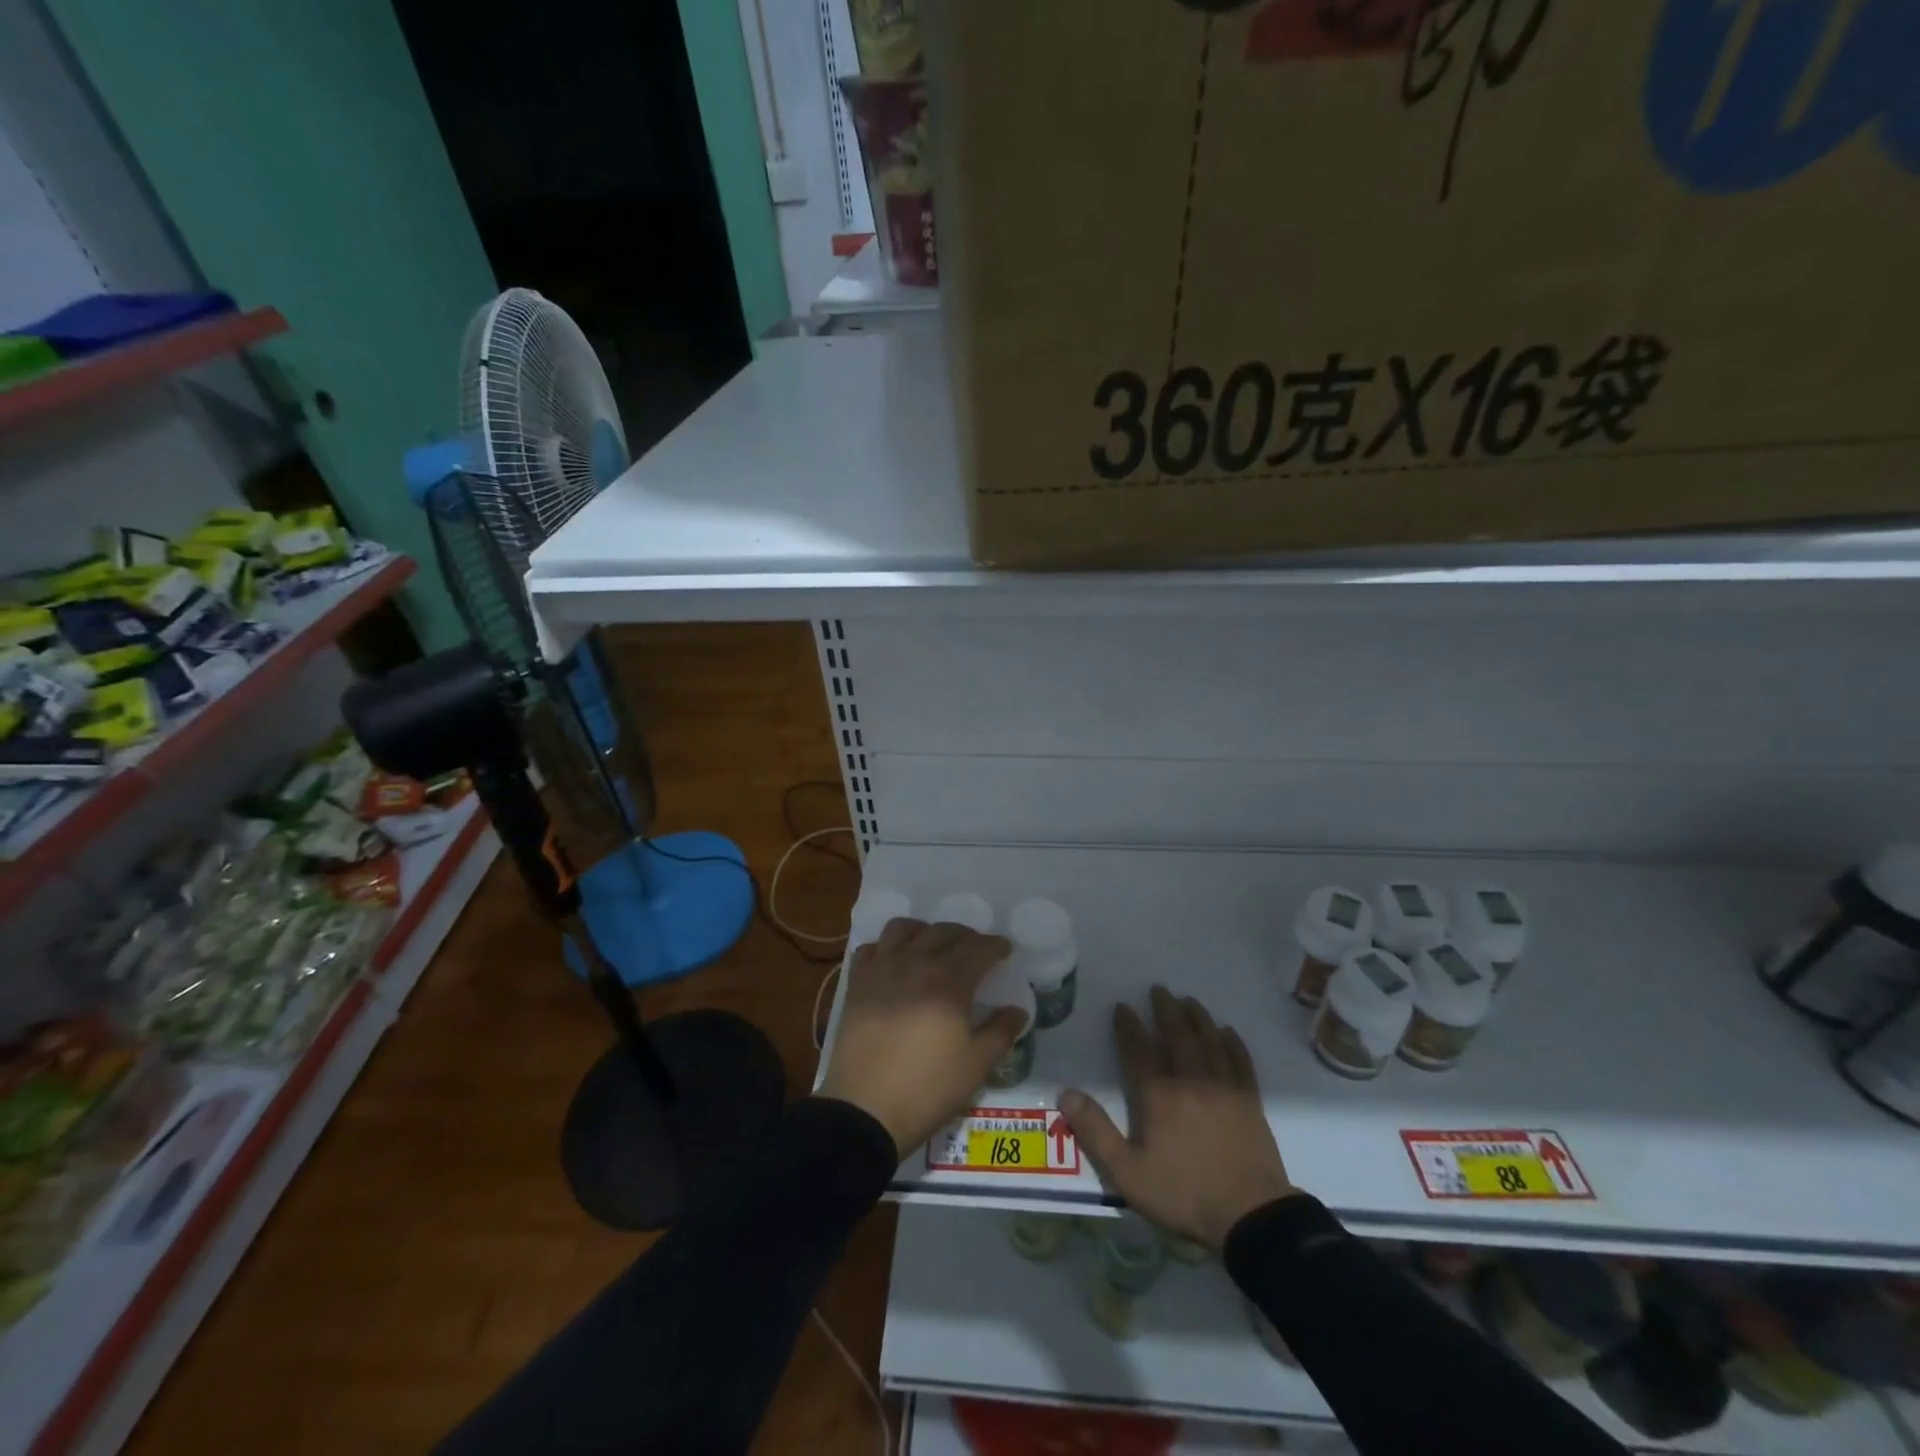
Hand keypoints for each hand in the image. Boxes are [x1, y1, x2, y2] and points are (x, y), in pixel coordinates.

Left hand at [818, 917, 1026, 1155]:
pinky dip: (886, 947)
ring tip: (933, 946)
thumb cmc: (927, 1088)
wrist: (864, 1109)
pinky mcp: (857, 983)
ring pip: (903, 928)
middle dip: (965, 936)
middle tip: (976, 949)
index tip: (1005, 950)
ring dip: (924, 931)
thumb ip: (1001, 1032)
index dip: (995, 946)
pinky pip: (871, 948)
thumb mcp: (976, 1066)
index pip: (978, 949)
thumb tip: (1017, 1010)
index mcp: (949, 982)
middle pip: (943, 932)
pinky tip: (894, 962)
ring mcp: (882, 970)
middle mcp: (915, 964)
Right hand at [1060, 986, 1298, 1251]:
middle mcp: (1191, 1081)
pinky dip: (1233, 1043)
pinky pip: (1241, 1062)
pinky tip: (1227, 1033)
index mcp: (1158, 1095)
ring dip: (1198, 1018)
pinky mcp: (1250, 1102)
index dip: (1129, 1026)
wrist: (1251, 1217)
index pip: (1139, 1050)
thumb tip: (1065, 1094)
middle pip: (1177, 1035)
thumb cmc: (1184, 1194)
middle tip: (1159, 989)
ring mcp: (1224, 1088)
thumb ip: (1095, 1132)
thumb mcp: (1128, 1173)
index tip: (1122, 1006)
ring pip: (1209, 1041)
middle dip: (1166, 1010)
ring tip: (1189, 1001)